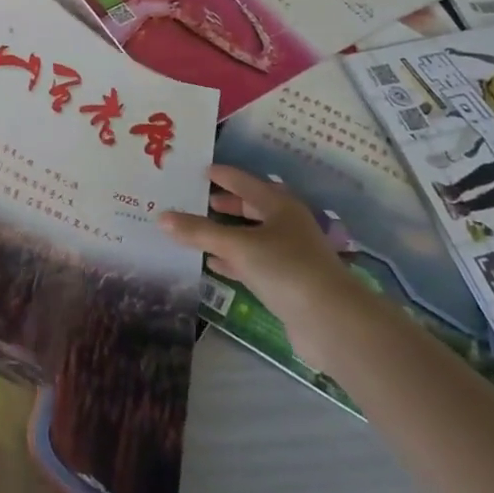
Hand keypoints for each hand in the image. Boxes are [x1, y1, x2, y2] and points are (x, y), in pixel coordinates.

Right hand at [159, 164, 370, 363]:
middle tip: (193, 199)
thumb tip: (161, 217)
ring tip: (194, 230)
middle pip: (250, 207)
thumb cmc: (286, 269)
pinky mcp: (286, 282)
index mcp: (279, 205)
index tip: (197, 170)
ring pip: (250, 236)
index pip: (244, 182)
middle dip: (223, 204)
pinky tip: (211, 263)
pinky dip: (232, 260)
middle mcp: (286, 225)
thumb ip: (199, 232)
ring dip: (225, 233)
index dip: (221, 175)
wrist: (332, 322)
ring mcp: (288, 255)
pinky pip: (252, 262)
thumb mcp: (238, 245)